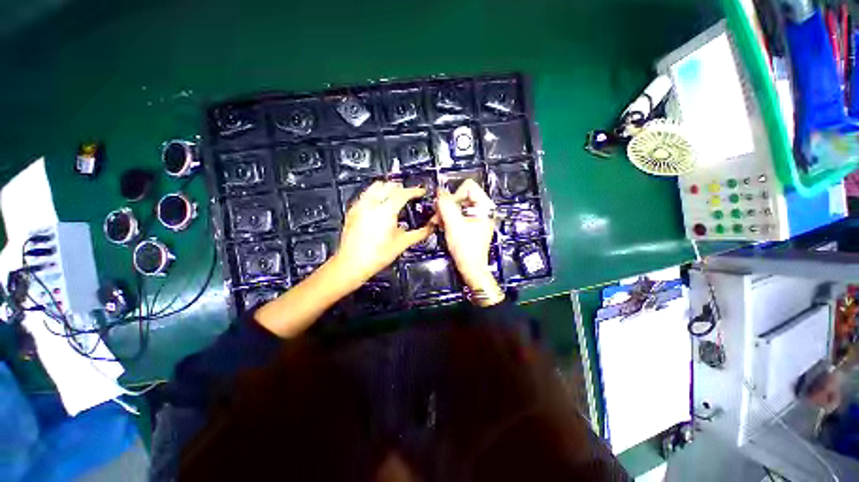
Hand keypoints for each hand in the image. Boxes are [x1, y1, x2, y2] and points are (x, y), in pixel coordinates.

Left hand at [333, 181, 433, 284]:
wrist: (352, 263)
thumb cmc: (376, 256)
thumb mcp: (402, 244)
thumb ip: (419, 233)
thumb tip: (430, 228)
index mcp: (386, 210)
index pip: (403, 193)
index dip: (415, 190)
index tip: (421, 192)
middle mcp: (372, 204)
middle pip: (389, 185)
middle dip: (401, 188)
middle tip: (410, 195)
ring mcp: (360, 206)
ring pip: (375, 186)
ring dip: (387, 188)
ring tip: (395, 197)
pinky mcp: (353, 211)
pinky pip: (366, 194)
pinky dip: (375, 194)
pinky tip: (380, 205)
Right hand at [435, 180, 500, 296]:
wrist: (471, 268)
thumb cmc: (466, 249)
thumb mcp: (453, 224)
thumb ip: (446, 205)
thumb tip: (440, 191)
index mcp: (484, 207)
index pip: (468, 187)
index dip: (454, 195)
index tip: (447, 208)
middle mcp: (482, 210)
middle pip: (462, 196)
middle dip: (448, 205)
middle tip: (438, 216)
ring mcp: (477, 218)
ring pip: (458, 206)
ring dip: (446, 212)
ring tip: (438, 222)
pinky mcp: (471, 225)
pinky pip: (458, 215)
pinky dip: (449, 218)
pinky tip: (442, 225)